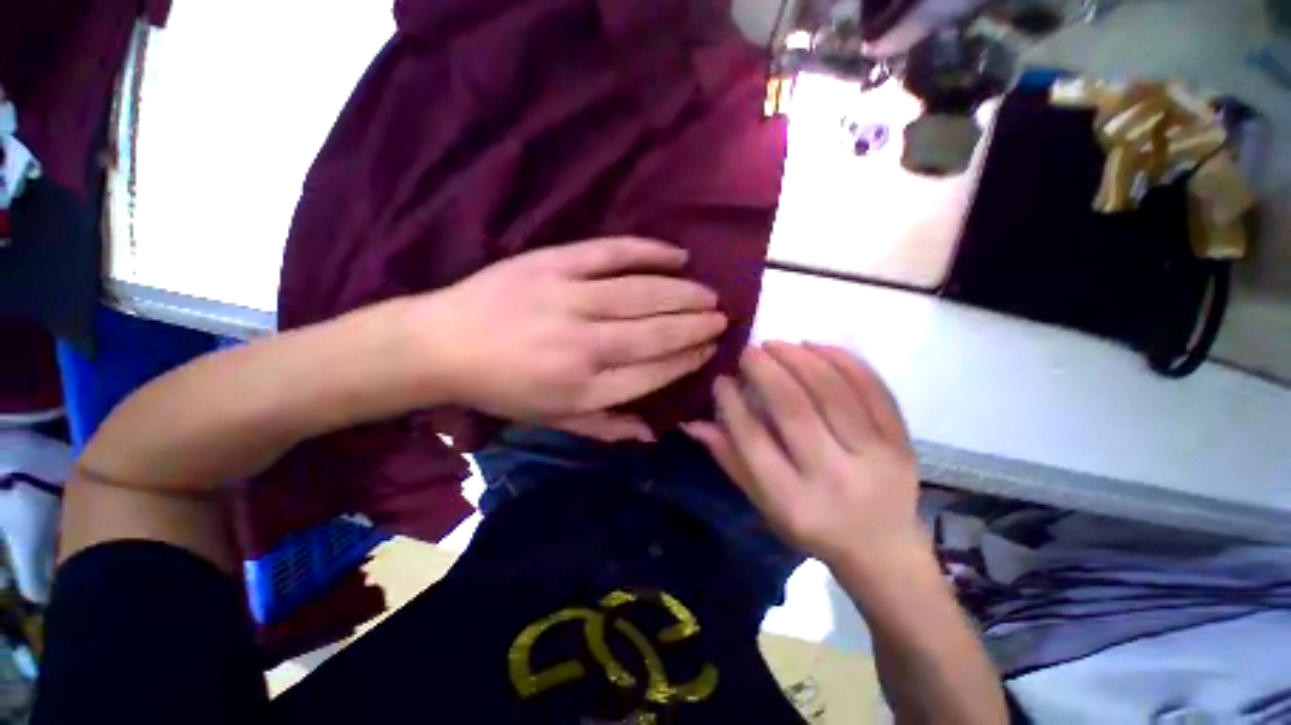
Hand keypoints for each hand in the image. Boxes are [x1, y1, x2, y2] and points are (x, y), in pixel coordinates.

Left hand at [417, 237, 726, 425]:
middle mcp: (583, 345)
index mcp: (583, 389)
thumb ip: (606, 426)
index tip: (709, 349)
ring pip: (642, 294)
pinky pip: (611, 253)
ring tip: (708, 293)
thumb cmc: (503, 390)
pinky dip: (648, 252)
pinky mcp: (553, 264)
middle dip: (696, 325)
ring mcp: (568, 299)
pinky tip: (677, 255)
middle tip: (722, 317)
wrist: (442, 345)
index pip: (653, 373)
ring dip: (683, 293)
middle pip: (655, 332)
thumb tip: (654, 433)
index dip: (687, 360)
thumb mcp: (553, 420)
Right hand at [683, 343, 922, 569]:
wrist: (884, 550)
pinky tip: (817, 347)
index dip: (732, 404)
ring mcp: (875, 458)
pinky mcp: (901, 442)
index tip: (721, 379)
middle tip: (748, 351)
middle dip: (765, 370)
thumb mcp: (763, 504)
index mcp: (793, 502)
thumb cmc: (812, 528)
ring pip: (833, 392)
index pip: (754, 441)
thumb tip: (691, 421)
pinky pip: (874, 390)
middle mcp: (834, 479)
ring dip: (800, 359)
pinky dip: (844, 361)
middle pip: (794, 410)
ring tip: (777, 344)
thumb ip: (730, 459)